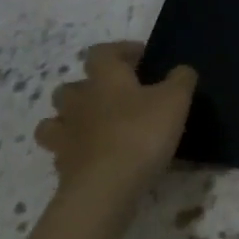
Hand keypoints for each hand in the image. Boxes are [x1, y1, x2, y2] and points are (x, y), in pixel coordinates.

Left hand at [34, 41, 195, 201]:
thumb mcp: (176, 99)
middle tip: (117, 95)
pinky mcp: (62, 167)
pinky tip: (97, 156)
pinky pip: (63, 152)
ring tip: (98, 127)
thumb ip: (181, 78)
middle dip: (90, 87)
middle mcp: (79, 102)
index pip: (102, 52)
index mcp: (105, 79)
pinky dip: (77, 151)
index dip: (120, 51)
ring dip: (73, 119)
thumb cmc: (142, 132)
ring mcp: (65, 136)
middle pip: (71, 86)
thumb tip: (180, 70)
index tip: (141, 59)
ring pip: (56, 120)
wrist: (105, 188)